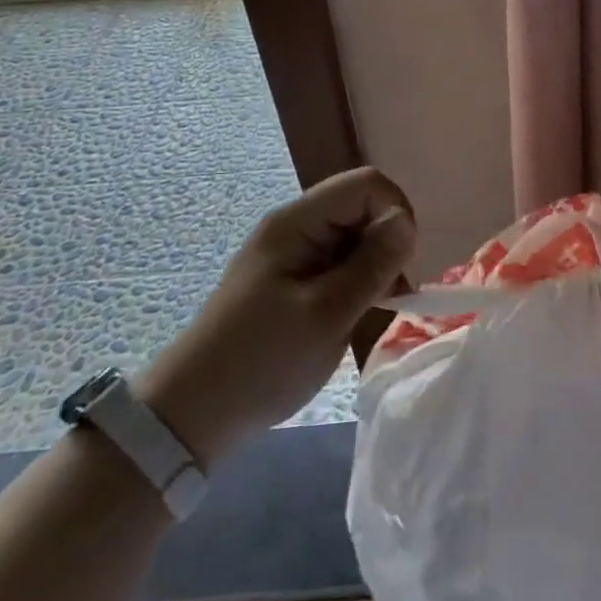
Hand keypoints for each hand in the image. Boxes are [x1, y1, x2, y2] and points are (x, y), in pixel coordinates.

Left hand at [138, 167, 414, 464]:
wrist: (193, 415)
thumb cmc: (262, 361)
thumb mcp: (327, 314)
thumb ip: (372, 263)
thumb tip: (406, 221)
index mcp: (297, 222)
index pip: (367, 185)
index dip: (395, 214)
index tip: (399, 265)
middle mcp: (295, 226)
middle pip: (362, 206)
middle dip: (387, 243)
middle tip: (387, 294)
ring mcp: (293, 252)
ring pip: (356, 235)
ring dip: (374, 265)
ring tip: (370, 309)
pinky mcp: (293, 278)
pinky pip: (341, 260)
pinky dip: (358, 280)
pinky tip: (353, 313)